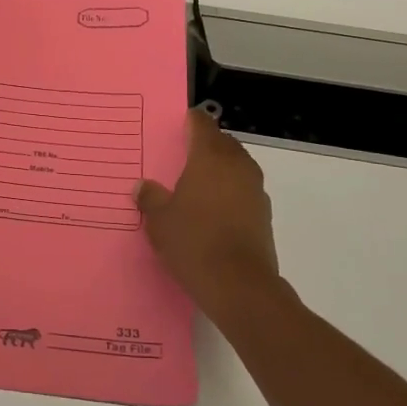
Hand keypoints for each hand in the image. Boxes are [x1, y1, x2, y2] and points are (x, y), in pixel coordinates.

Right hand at [137, 109, 284, 322]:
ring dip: (221, 169)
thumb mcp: (159, 220)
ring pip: (237, 166)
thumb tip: (143, 186)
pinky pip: (244, 190)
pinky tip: (213, 210)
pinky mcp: (263, 214)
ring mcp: (255, 190)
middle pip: (223, 143)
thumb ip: (151, 198)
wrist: (239, 284)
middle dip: (207, 144)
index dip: (191, 121)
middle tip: (184, 154)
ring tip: (197, 183)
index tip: (179, 123)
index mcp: (210, 158)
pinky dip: (230, 192)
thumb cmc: (193, 241)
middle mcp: (237, 166)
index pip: (203, 125)